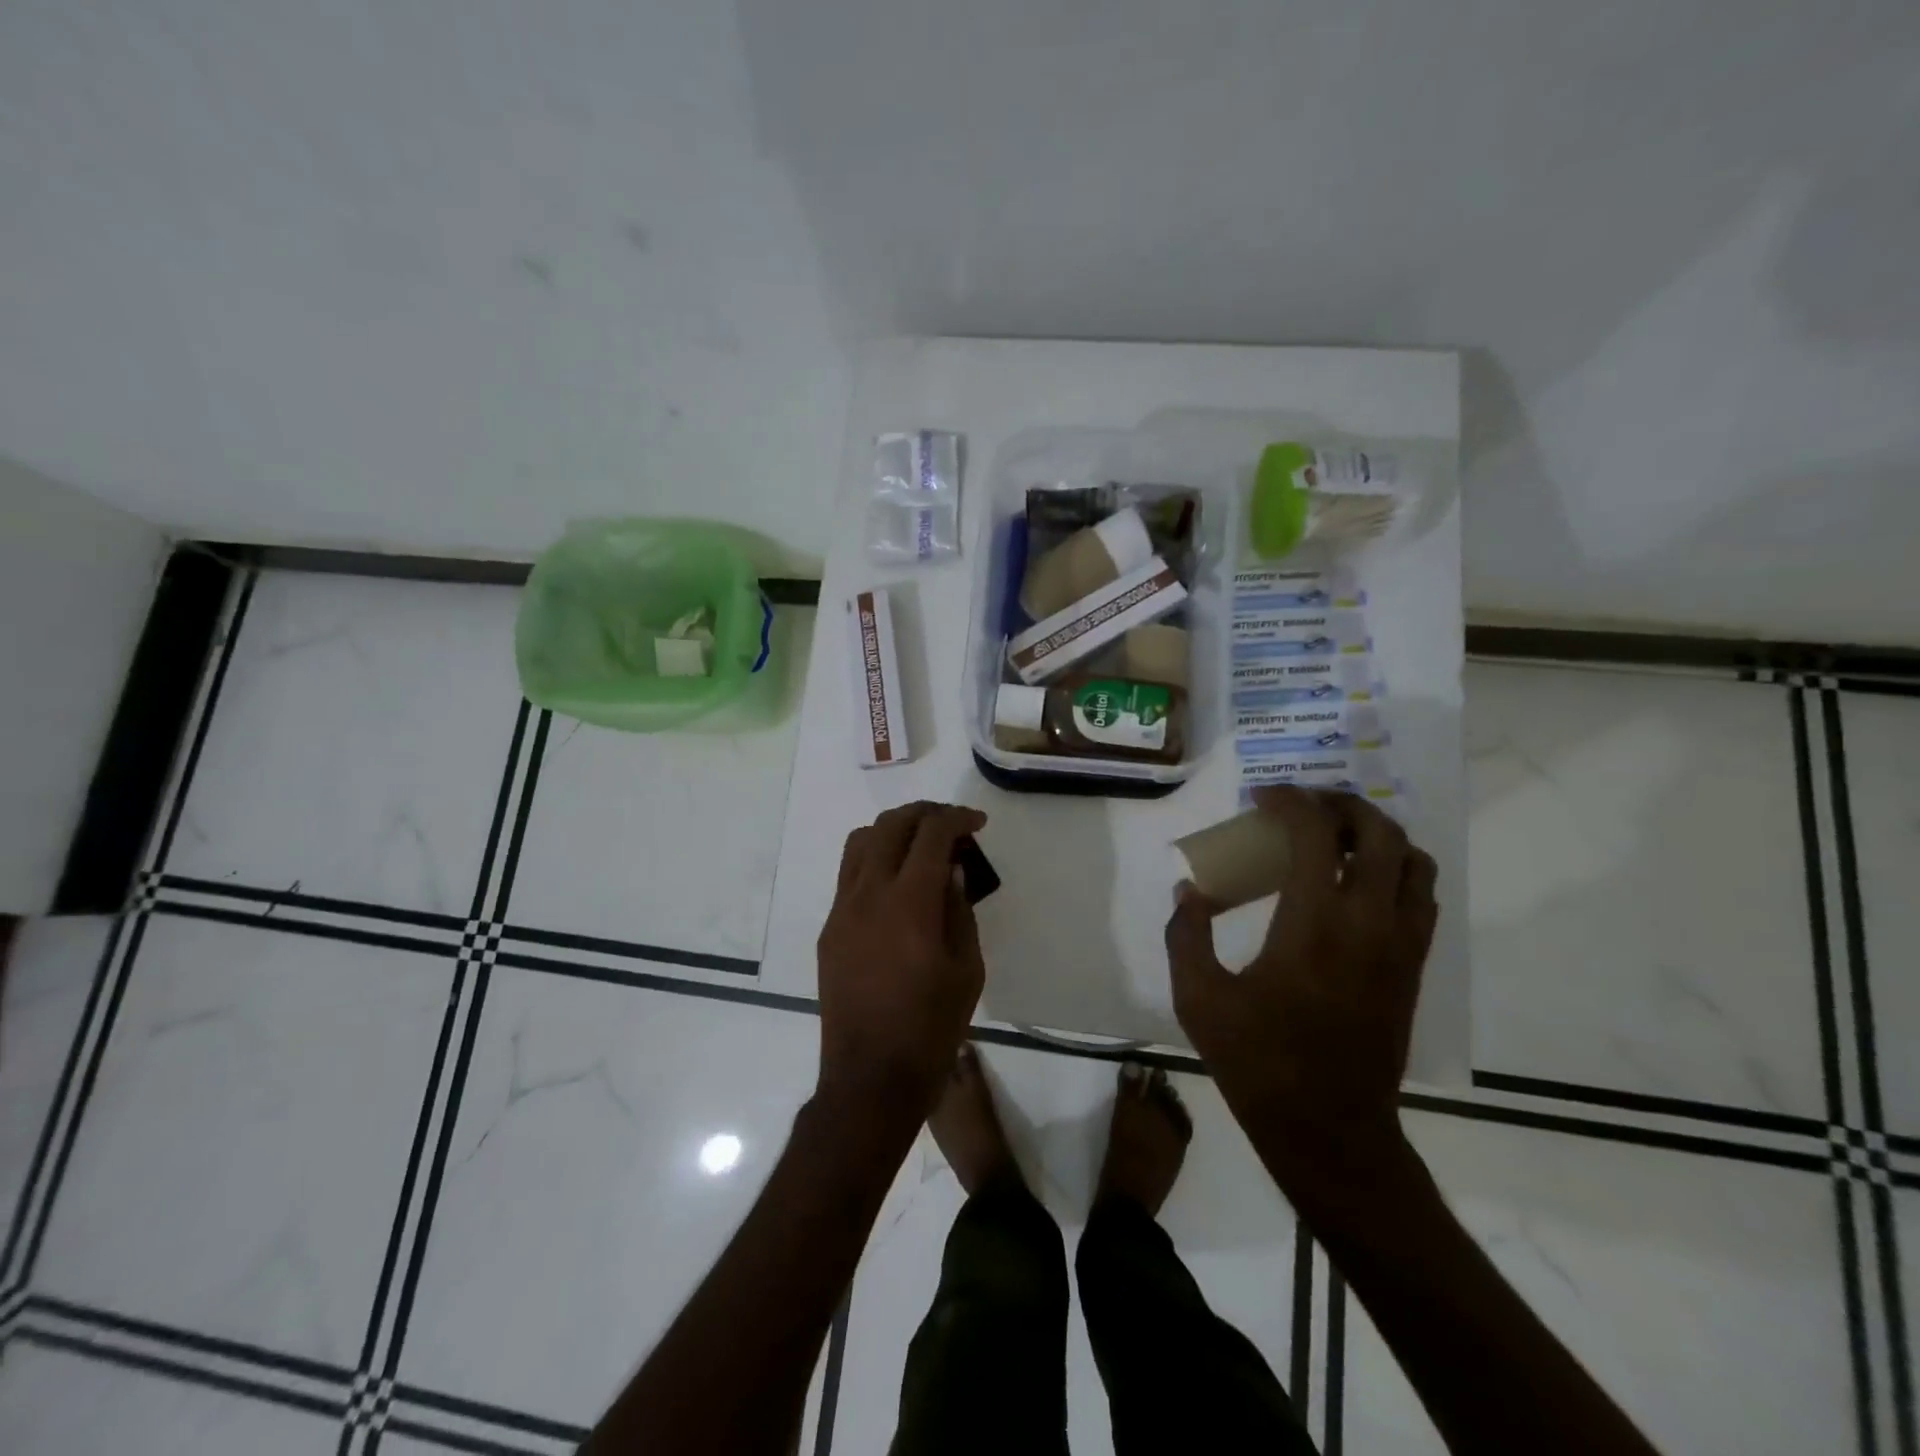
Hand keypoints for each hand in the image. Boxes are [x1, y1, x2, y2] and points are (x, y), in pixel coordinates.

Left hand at [816, 801, 988, 1119]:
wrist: (871, 1076)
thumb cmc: (932, 1026)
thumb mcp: (966, 968)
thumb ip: (959, 909)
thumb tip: (951, 870)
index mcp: (910, 902)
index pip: (931, 834)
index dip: (957, 818)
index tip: (977, 823)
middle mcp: (870, 894)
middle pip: (892, 825)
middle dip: (925, 814)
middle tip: (952, 825)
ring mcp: (843, 909)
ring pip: (861, 842)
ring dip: (894, 830)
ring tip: (920, 845)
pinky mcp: (830, 928)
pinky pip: (849, 874)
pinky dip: (875, 859)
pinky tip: (897, 882)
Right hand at [1165, 787, 1437, 1174]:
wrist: (1330, 1129)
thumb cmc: (1259, 1062)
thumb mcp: (1198, 998)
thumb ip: (1185, 933)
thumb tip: (1190, 891)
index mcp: (1314, 924)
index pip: (1317, 835)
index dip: (1290, 802)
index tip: (1263, 797)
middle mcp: (1369, 923)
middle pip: (1379, 834)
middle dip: (1341, 805)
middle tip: (1303, 805)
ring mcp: (1400, 945)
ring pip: (1413, 862)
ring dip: (1376, 834)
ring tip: (1335, 837)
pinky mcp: (1413, 968)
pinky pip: (1421, 897)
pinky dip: (1395, 869)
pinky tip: (1357, 883)